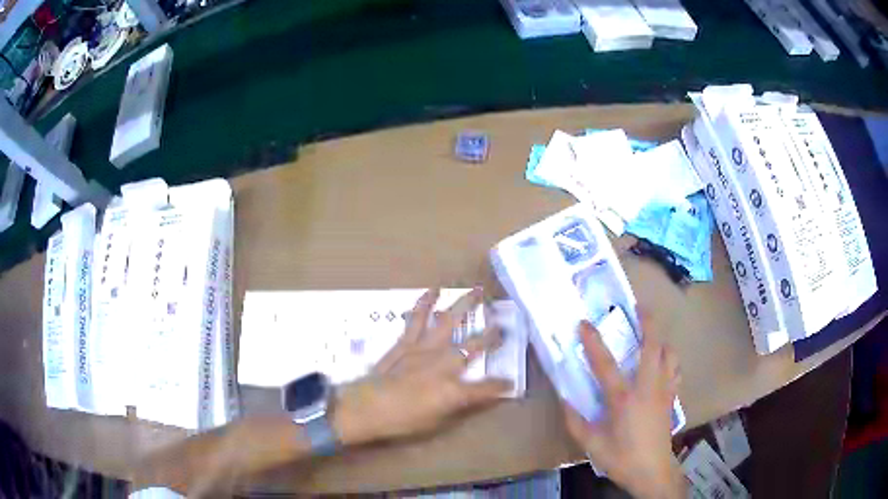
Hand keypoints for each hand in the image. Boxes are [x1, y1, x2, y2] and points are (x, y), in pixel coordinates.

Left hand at [333, 288, 511, 445]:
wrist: (364, 408)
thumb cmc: (400, 421)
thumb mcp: (435, 423)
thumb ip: (458, 406)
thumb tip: (476, 398)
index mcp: (453, 390)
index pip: (486, 387)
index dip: (500, 385)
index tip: (510, 382)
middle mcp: (443, 365)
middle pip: (473, 346)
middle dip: (491, 336)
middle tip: (503, 326)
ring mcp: (423, 349)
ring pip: (449, 322)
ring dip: (465, 305)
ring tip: (478, 291)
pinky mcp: (405, 342)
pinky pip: (416, 319)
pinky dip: (424, 303)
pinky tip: (432, 290)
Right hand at [563, 319, 685, 498]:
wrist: (652, 471)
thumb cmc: (621, 458)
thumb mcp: (592, 445)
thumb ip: (576, 422)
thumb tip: (565, 400)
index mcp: (624, 399)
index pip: (605, 364)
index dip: (593, 342)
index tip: (584, 323)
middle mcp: (647, 387)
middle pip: (653, 346)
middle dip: (648, 322)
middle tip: (640, 307)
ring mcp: (663, 391)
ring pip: (669, 355)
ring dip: (661, 340)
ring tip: (652, 336)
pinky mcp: (671, 398)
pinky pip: (675, 371)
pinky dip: (670, 361)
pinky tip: (663, 364)